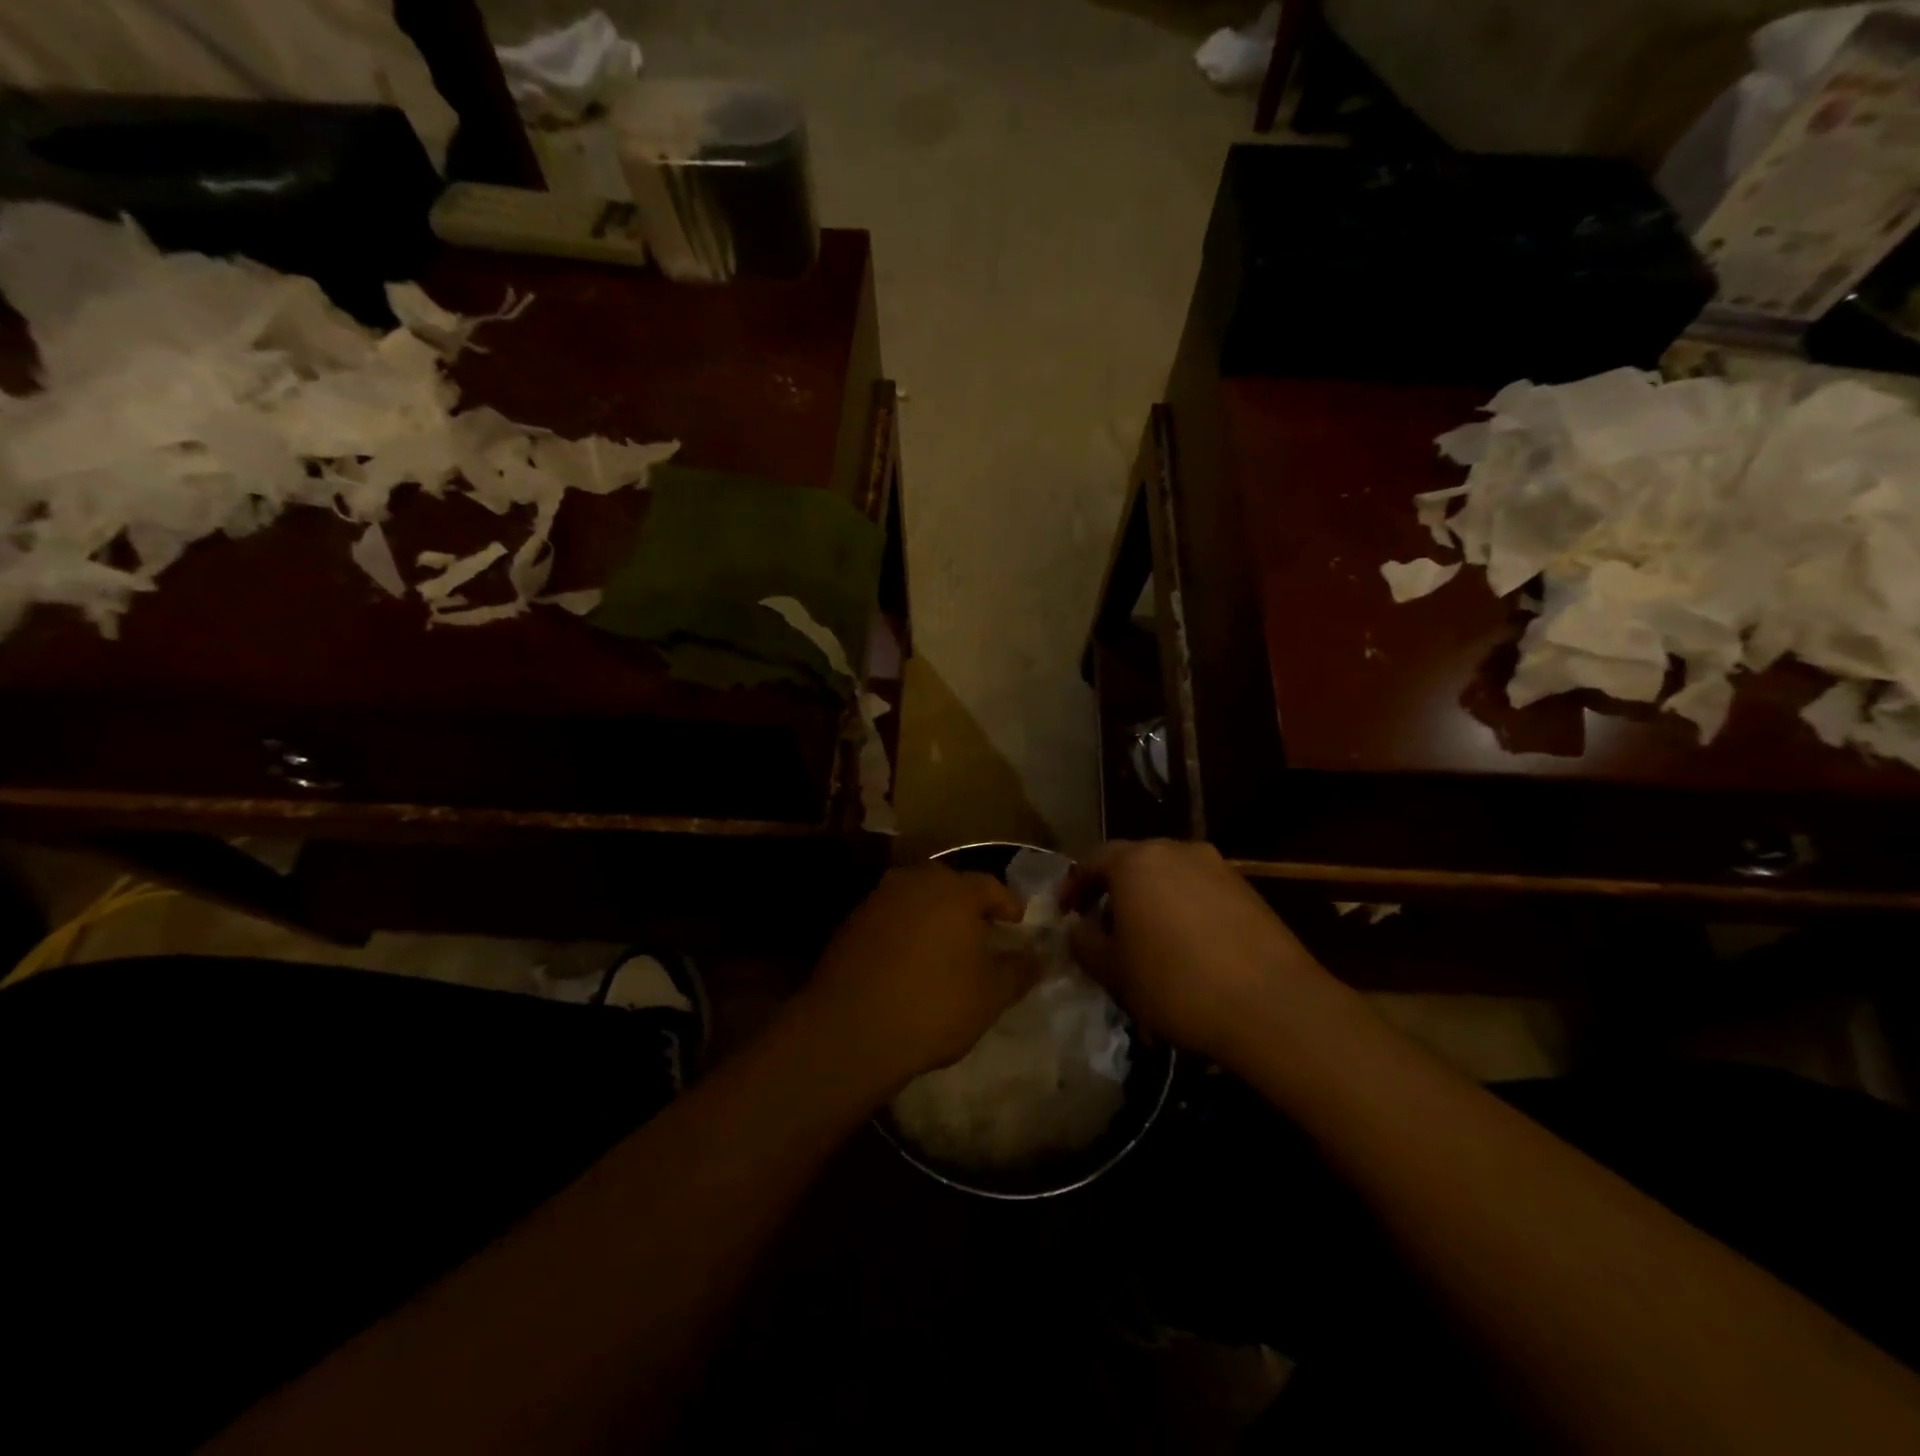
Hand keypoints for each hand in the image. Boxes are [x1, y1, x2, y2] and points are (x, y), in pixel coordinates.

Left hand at [801, 865, 1034, 1090]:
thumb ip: (1019, 970)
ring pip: (916, 899)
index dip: (1008, 905)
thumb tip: (1036, 956)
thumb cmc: (934, 1005)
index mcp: (954, 890)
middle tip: (981, 933)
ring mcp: (878, 899)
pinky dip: (904, 932)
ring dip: (932, 917)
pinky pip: (889, 918)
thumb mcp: (991, 995)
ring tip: (944, 948)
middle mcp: (914, 881)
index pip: (990, 886)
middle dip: (967, 906)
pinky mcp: (850, 922)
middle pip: (949, 886)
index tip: (1017, 924)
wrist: (851, 1029)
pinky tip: (908, 962)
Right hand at [1065, 840, 1322, 1063]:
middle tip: (1102, 928)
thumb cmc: (1176, 983)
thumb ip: (1084, 942)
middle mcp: (1176, 850)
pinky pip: (1199, 891)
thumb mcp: (1113, 971)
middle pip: (1132, 863)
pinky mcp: (1247, 890)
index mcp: (1136, 861)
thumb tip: (1078, 927)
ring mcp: (1217, 867)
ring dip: (1149, 901)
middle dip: (1112, 892)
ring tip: (1145, 941)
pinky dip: (1182, 910)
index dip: (1073, 886)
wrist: (1273, 1005)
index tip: (1065, 914)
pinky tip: (1185, 948)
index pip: (1091, 860)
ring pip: (1168, 876)